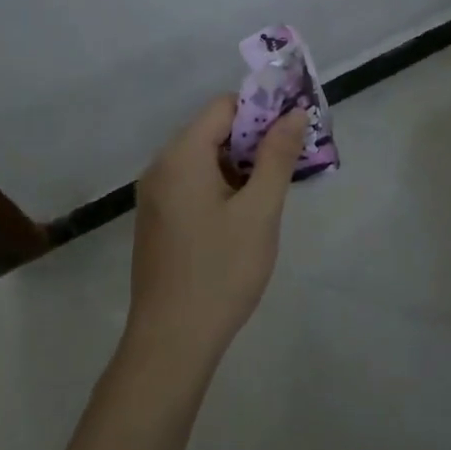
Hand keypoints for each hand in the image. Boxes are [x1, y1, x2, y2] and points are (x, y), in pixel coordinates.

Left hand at [127, 97, 307, 366]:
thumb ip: (277, 156)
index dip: (262, 110)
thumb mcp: (260, 211)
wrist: (171, 343)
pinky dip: (222, 185)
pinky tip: (246, 213)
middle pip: (214, 130)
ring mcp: (155, 195)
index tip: (295, 129)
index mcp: (181, 155)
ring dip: (241, 164)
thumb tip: (294, 113)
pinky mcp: (158, 220)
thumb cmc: (221, 271)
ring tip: (275, 188)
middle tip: (293, 160)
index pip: (224, 107)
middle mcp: (161, 166)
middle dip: (255, 138)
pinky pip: (193, 183)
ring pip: (205, 158)